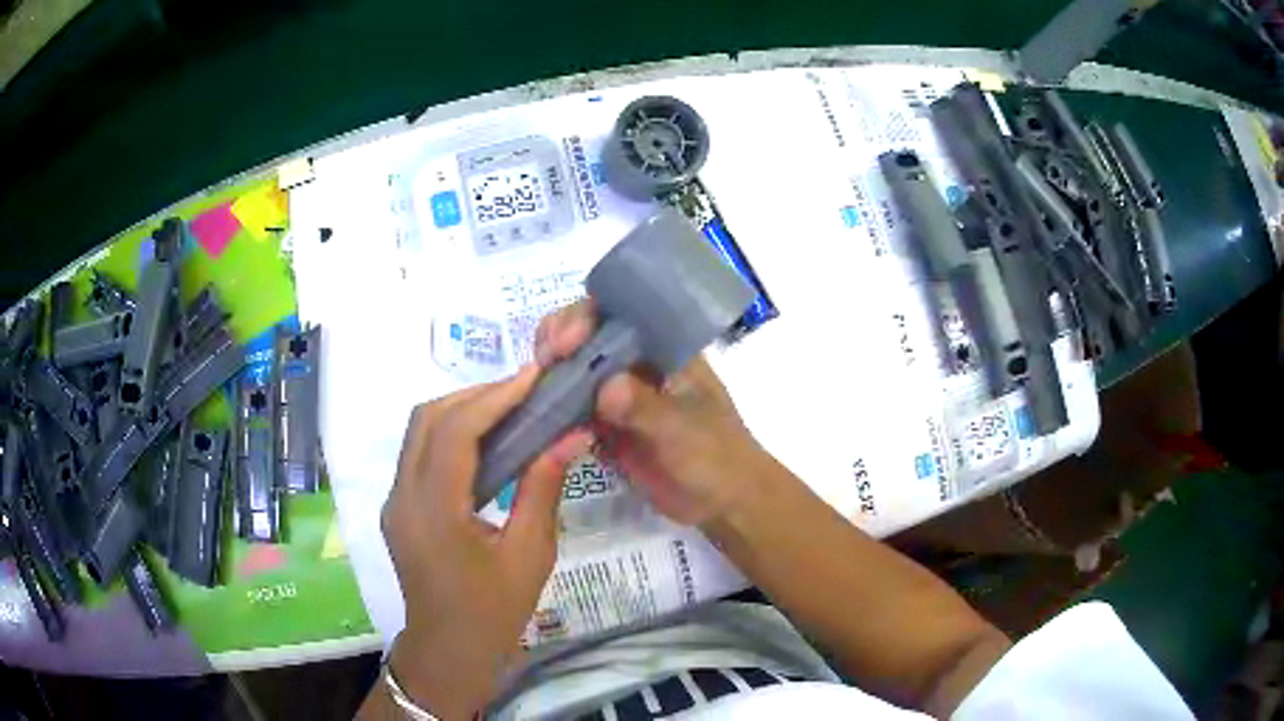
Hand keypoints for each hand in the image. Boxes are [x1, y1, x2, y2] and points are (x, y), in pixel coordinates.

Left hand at [381, 369, 588, 719]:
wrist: (448, 651)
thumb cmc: (493, 612)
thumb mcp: (529, 556)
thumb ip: (543, 490)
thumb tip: (571, 436)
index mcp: (433, 513)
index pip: (454, 433)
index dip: (493, 397)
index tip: (532, 377)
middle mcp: (402, 497)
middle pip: (427, 420)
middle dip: (474, 395)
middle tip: (524, 391)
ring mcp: (393, 501)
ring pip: (418, 432)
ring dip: (460, 411)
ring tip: (509, 408)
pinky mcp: (397, 507)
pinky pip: (418, 453)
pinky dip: (449, 434)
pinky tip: (485, 442)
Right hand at [536, 302, 771, 525]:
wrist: (723, 501)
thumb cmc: (717, 456)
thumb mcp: (685, 431)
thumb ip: (647, 408)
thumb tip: (606, 387)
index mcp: (663, 347)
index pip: (619, 311)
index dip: (586, 317)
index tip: (566, 342)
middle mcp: (637, 361)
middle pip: (588, 333)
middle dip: (559, 339)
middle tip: (542, 362)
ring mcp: (620, 393)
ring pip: (576, 369)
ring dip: (551, 373)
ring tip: (531, 389)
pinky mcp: (606, 424)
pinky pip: (573, 408)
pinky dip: (554, 409)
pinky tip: (538, 417)